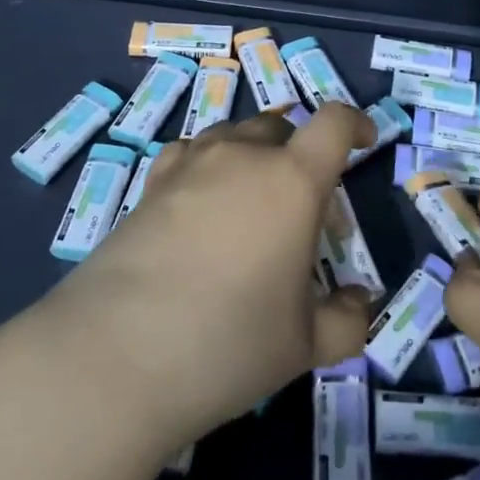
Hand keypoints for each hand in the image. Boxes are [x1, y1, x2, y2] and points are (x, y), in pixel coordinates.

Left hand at [49, 105, 375, 448]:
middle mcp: (242, 156)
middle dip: (303, 157)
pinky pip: (191, 154)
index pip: (334, 123)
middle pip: (282, 128)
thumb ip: (347, 320)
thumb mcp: (304, 344)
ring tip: (251, 210)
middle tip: (303, 213)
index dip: (356, 125)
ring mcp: (191, 164)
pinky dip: (209, 168)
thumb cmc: (228, 343)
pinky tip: (201, 207)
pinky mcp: (151, 183)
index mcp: (292, 180)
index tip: (364, 145)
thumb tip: (358, 304)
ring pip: (235, 137)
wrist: (115, 356)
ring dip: (255, 159)